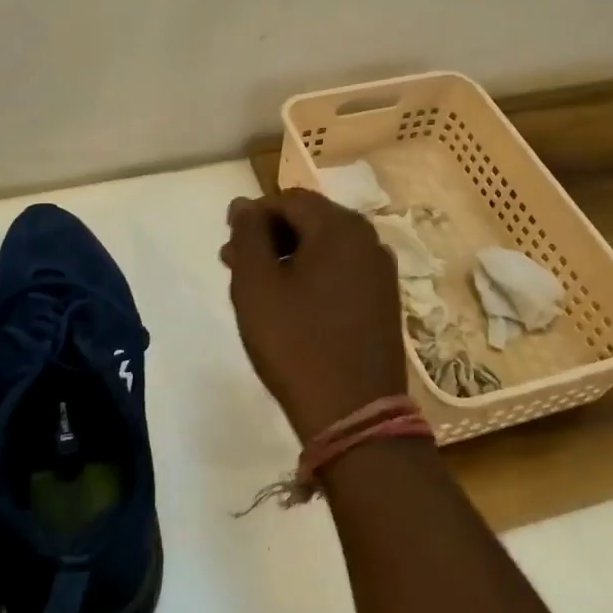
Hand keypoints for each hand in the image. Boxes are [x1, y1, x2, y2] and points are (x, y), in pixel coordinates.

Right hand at [221, 189, 409, 441]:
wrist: (354, 413)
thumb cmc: (296, 342)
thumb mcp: (256, 285)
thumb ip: (247, 235)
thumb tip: (244, 202)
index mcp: (340, 227)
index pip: (288, 200)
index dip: (253, 215)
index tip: (228, 243)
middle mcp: (368, 240)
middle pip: (310, 220)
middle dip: (269, 236)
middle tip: (234, 264)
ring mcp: (381, 272)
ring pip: (325, 247)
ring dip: (289, 256)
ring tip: (258, 286)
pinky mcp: (384, 300)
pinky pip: (342, 271)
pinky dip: (313, 275)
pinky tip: (292, 303)